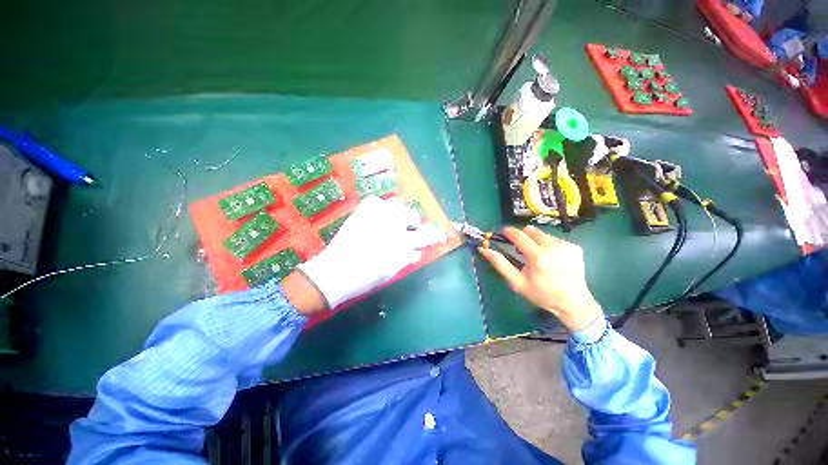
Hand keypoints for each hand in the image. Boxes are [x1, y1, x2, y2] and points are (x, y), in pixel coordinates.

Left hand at [297, 196, 444, 309]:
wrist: (335, 272)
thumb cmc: (366, 277)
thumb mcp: (392, 270)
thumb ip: (407, 258)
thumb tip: (417, 251)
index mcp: (401, 243)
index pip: (424, 235)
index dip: (432, 234)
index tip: (436, 234)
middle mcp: (391, 226)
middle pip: (410, 215)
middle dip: (413, 221)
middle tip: (410, 228)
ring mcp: (375, 216)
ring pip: (396, 205)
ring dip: (398, 213)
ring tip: (393, 221)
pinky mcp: (361, 212)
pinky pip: (376, 201)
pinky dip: (380, 206)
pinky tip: (378, 215)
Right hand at [478, 226, 602, 331]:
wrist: (573, 303)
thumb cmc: (541, 294)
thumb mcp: (516, 282)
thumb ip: (499, 263)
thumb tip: (483, 249)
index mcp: (538, 256)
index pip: (518, 235)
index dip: (508, 231)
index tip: (503, 233)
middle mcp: (553, 247)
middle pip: (531, 230)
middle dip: (522, 237)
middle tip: (521, 251)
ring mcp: (566, 246)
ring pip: (542, 234)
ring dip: (536, 242)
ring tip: (538, 257)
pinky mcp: (575, 247)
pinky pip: (554, 240)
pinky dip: (548, 246)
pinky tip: (552, 260)